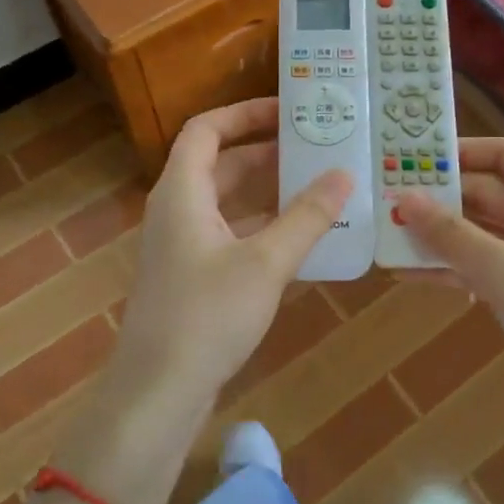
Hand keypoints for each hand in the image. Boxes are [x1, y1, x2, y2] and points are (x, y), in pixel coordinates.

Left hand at [111, 98, 350, 407]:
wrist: (158, 392)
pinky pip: (230, 235)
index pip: (206, 130)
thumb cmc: (207, 316)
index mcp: (183, 192)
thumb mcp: (266, 263)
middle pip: (220, 165)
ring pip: (228, 203)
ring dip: (268, 193)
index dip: (245, 113)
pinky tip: (302, 241)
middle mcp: (178, 210)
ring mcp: (182, 246)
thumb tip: (344, 174)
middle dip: (266, 153)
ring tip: (319, 188)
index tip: (290, 112)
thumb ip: (307, 217)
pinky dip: (262, 229)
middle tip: (317, 148)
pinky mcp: (192, 277)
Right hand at [394, 139, 503, 422]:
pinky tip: (411, 276)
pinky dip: (453, 271)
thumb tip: (404, 197)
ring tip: (388, 237)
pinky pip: (485, 271)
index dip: (464, 151)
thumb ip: (451, 234)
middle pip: (489, 195)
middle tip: (388, 201)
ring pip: (482, 236)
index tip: (416, 159)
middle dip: (441, 199)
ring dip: (440, 238)